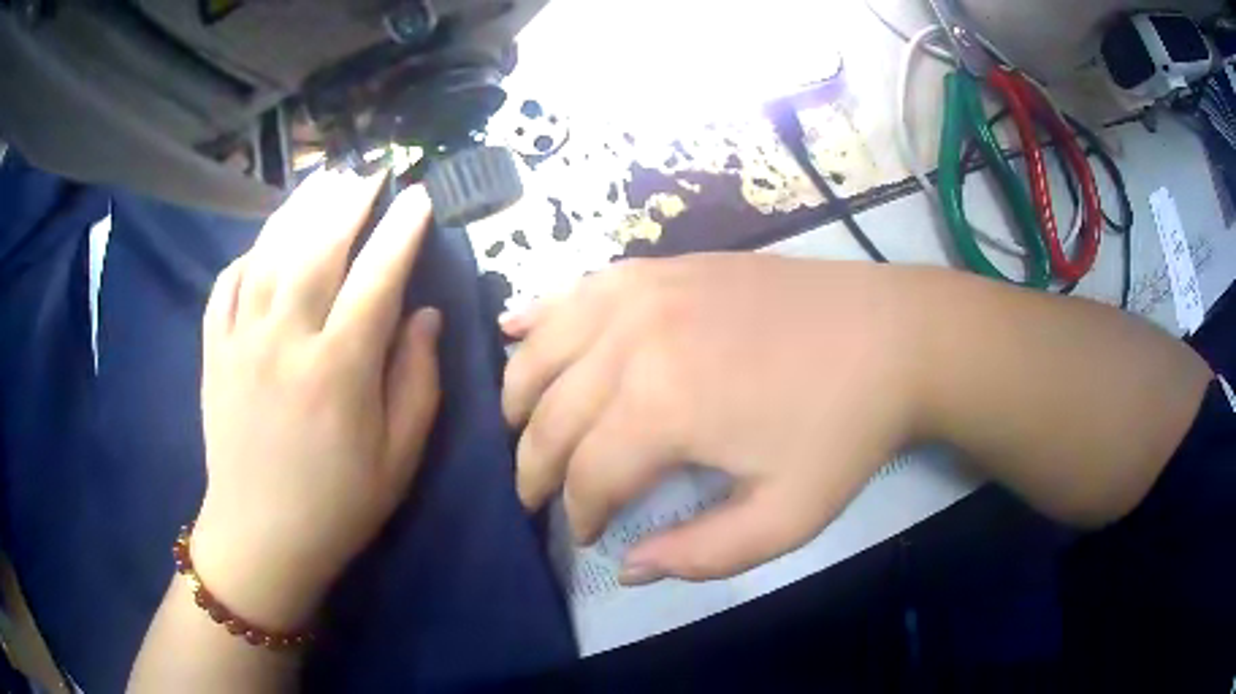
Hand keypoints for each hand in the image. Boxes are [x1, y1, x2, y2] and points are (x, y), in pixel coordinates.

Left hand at [192, 171, 441, 629]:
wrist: (260, 540)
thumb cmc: (338, 507)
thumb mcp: (399, 460)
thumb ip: (417, 382)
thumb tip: (424, 316)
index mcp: (339, 371)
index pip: (378, 278)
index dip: (401, 232)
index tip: (418, 197)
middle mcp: (286, 341)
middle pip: (317, 247)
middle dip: (347, 201)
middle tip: (368, 171)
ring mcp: (241, 342)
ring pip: (269, 253)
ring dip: (299, 209)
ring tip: (322, 180)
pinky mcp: (213, 353)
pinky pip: (226, 285)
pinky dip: (247, 254)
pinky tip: (264, 244)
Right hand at [503, 255, 922, 584]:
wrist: (892, 336)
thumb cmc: (845, 430)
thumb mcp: (787, 518)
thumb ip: (700, 555)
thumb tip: (626, 566)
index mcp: (664, 405)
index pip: (588, 475)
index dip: (579, 514)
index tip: (587, 536)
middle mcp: (634, 339)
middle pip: (552, 414)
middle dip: (534, 465)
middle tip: (539, 496)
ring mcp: (644, 291)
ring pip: (544, 348)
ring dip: (520, 394)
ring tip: (519, 428)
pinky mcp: (660, 266)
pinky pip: (576, 290)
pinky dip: (537, 316)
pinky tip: (516, 333)